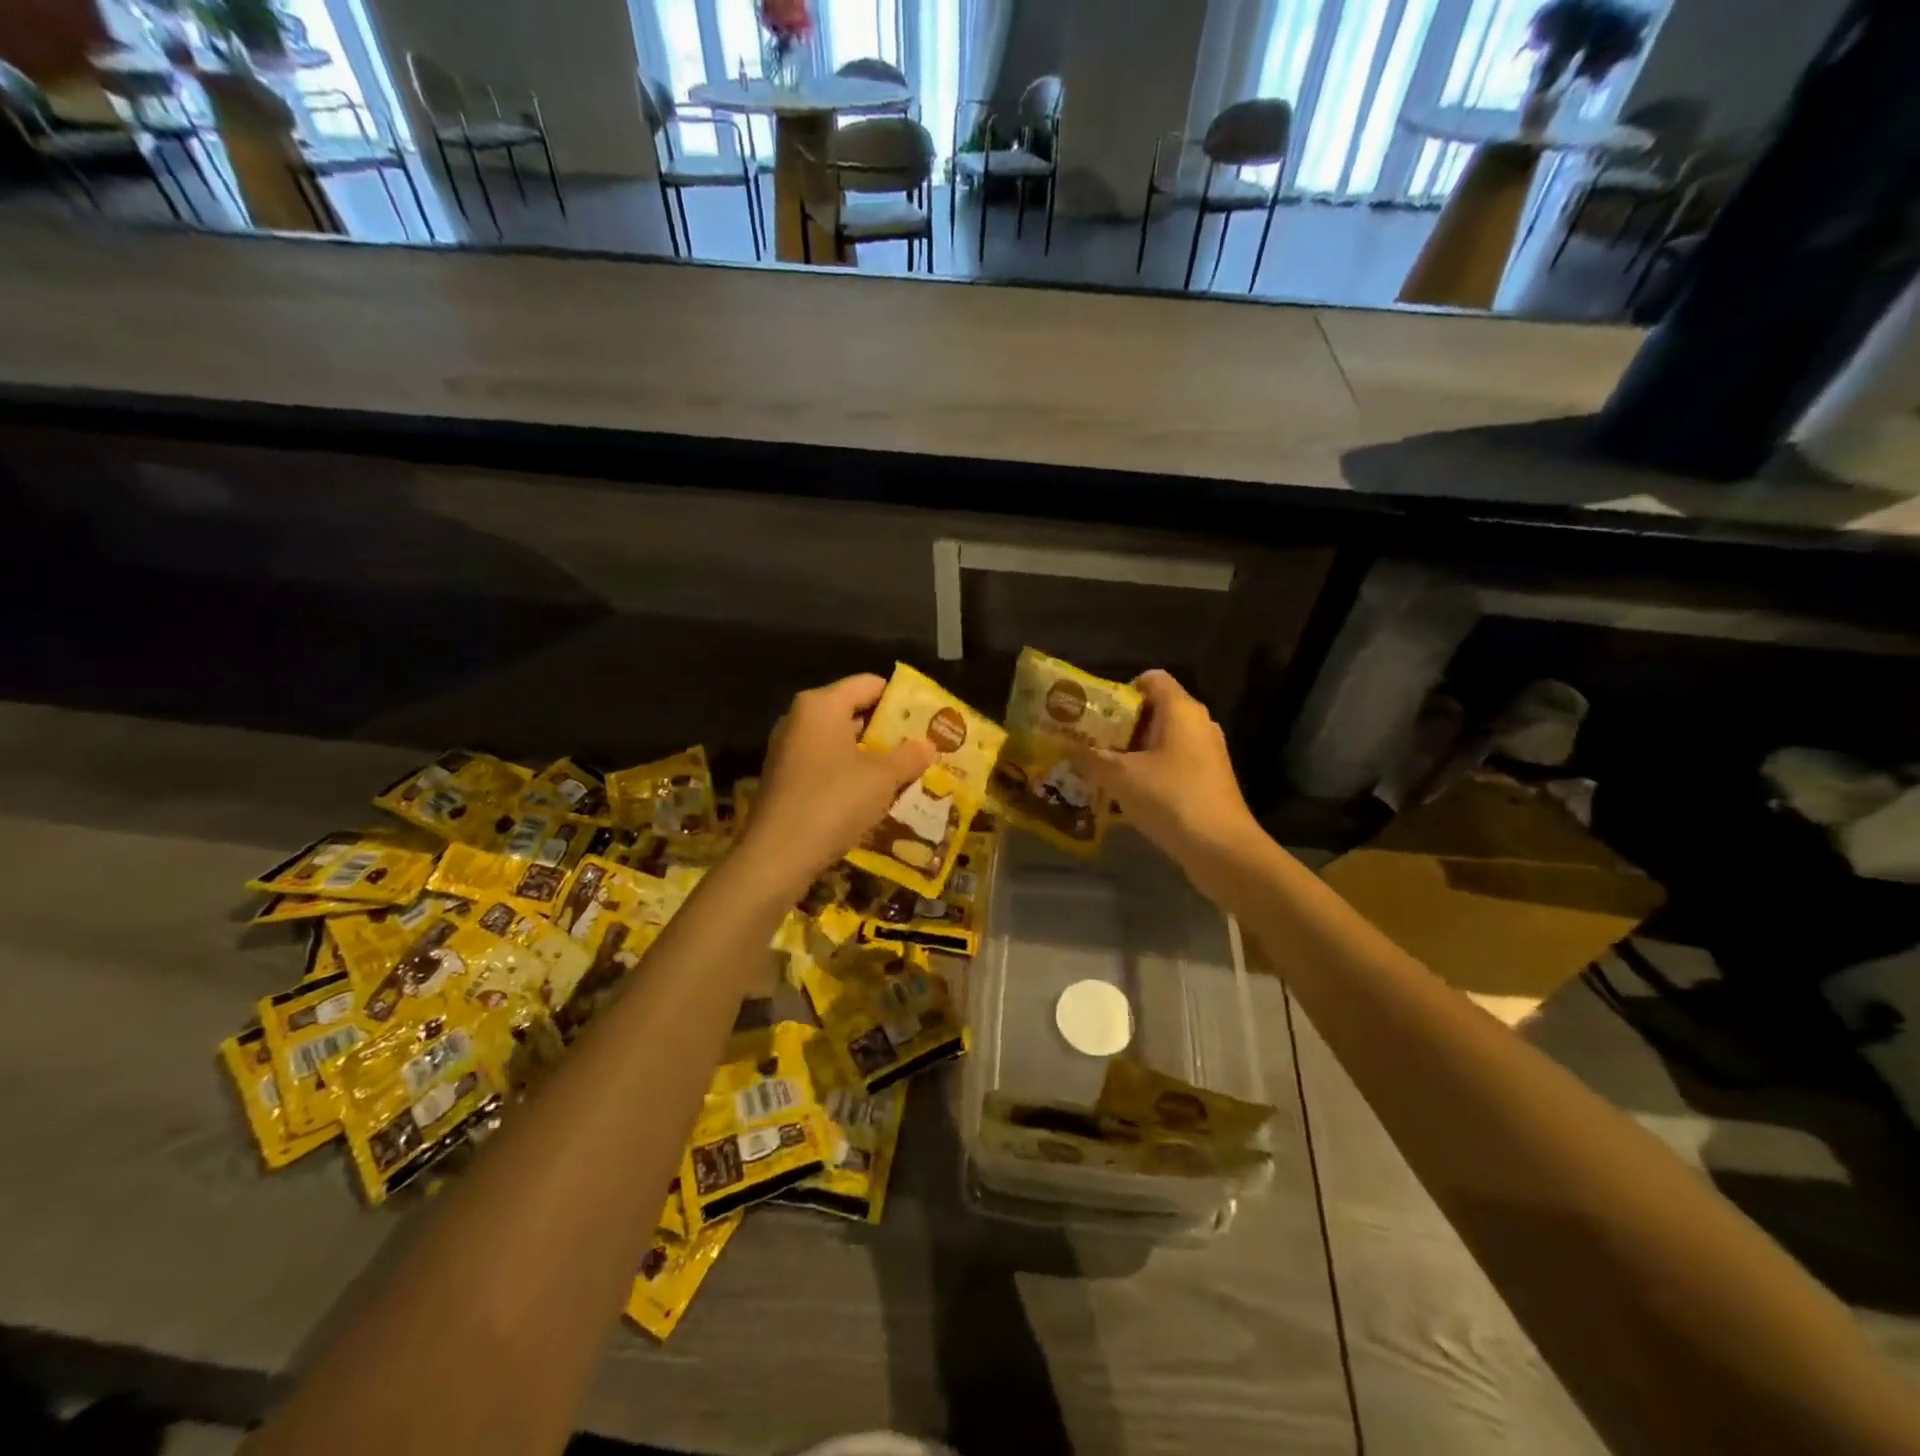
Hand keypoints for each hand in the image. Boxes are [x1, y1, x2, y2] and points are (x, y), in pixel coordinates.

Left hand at [737, 674, 935, 888]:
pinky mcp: (785, 781)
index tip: (927, 719)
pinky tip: (875, 799)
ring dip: (872, 758)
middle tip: (922, 747)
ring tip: (906, 774)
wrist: (778, 855)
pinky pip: (827, 767)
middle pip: (853, 713)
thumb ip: (909, 756)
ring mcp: (789, 751)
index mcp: (821, 705)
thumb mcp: (882, 778)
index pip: (869, 684)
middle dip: (888, 732)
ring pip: (841, 744)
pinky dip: (851, 777)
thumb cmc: (834, 801)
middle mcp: (800, 720)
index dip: (901, 699)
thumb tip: (928, 746)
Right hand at [1074, 670, 1263, 895]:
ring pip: (1162, 741)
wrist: (1221, 849)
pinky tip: (1126, 794)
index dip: (1121, 690)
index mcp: (1181, 710)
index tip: (1095, 713)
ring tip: (1100, 769)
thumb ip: (1091, 758)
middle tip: (1088, 742)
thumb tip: (1069, 749)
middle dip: (1119, 725)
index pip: (1151, 679)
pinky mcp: (1208, 780)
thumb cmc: (1170, 798)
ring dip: (1131, 752)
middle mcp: (1198, 724)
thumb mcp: (1119, 776)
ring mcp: (1207, 753)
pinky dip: (1149, 772)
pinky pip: (1172, 764)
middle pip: (1154, 711)